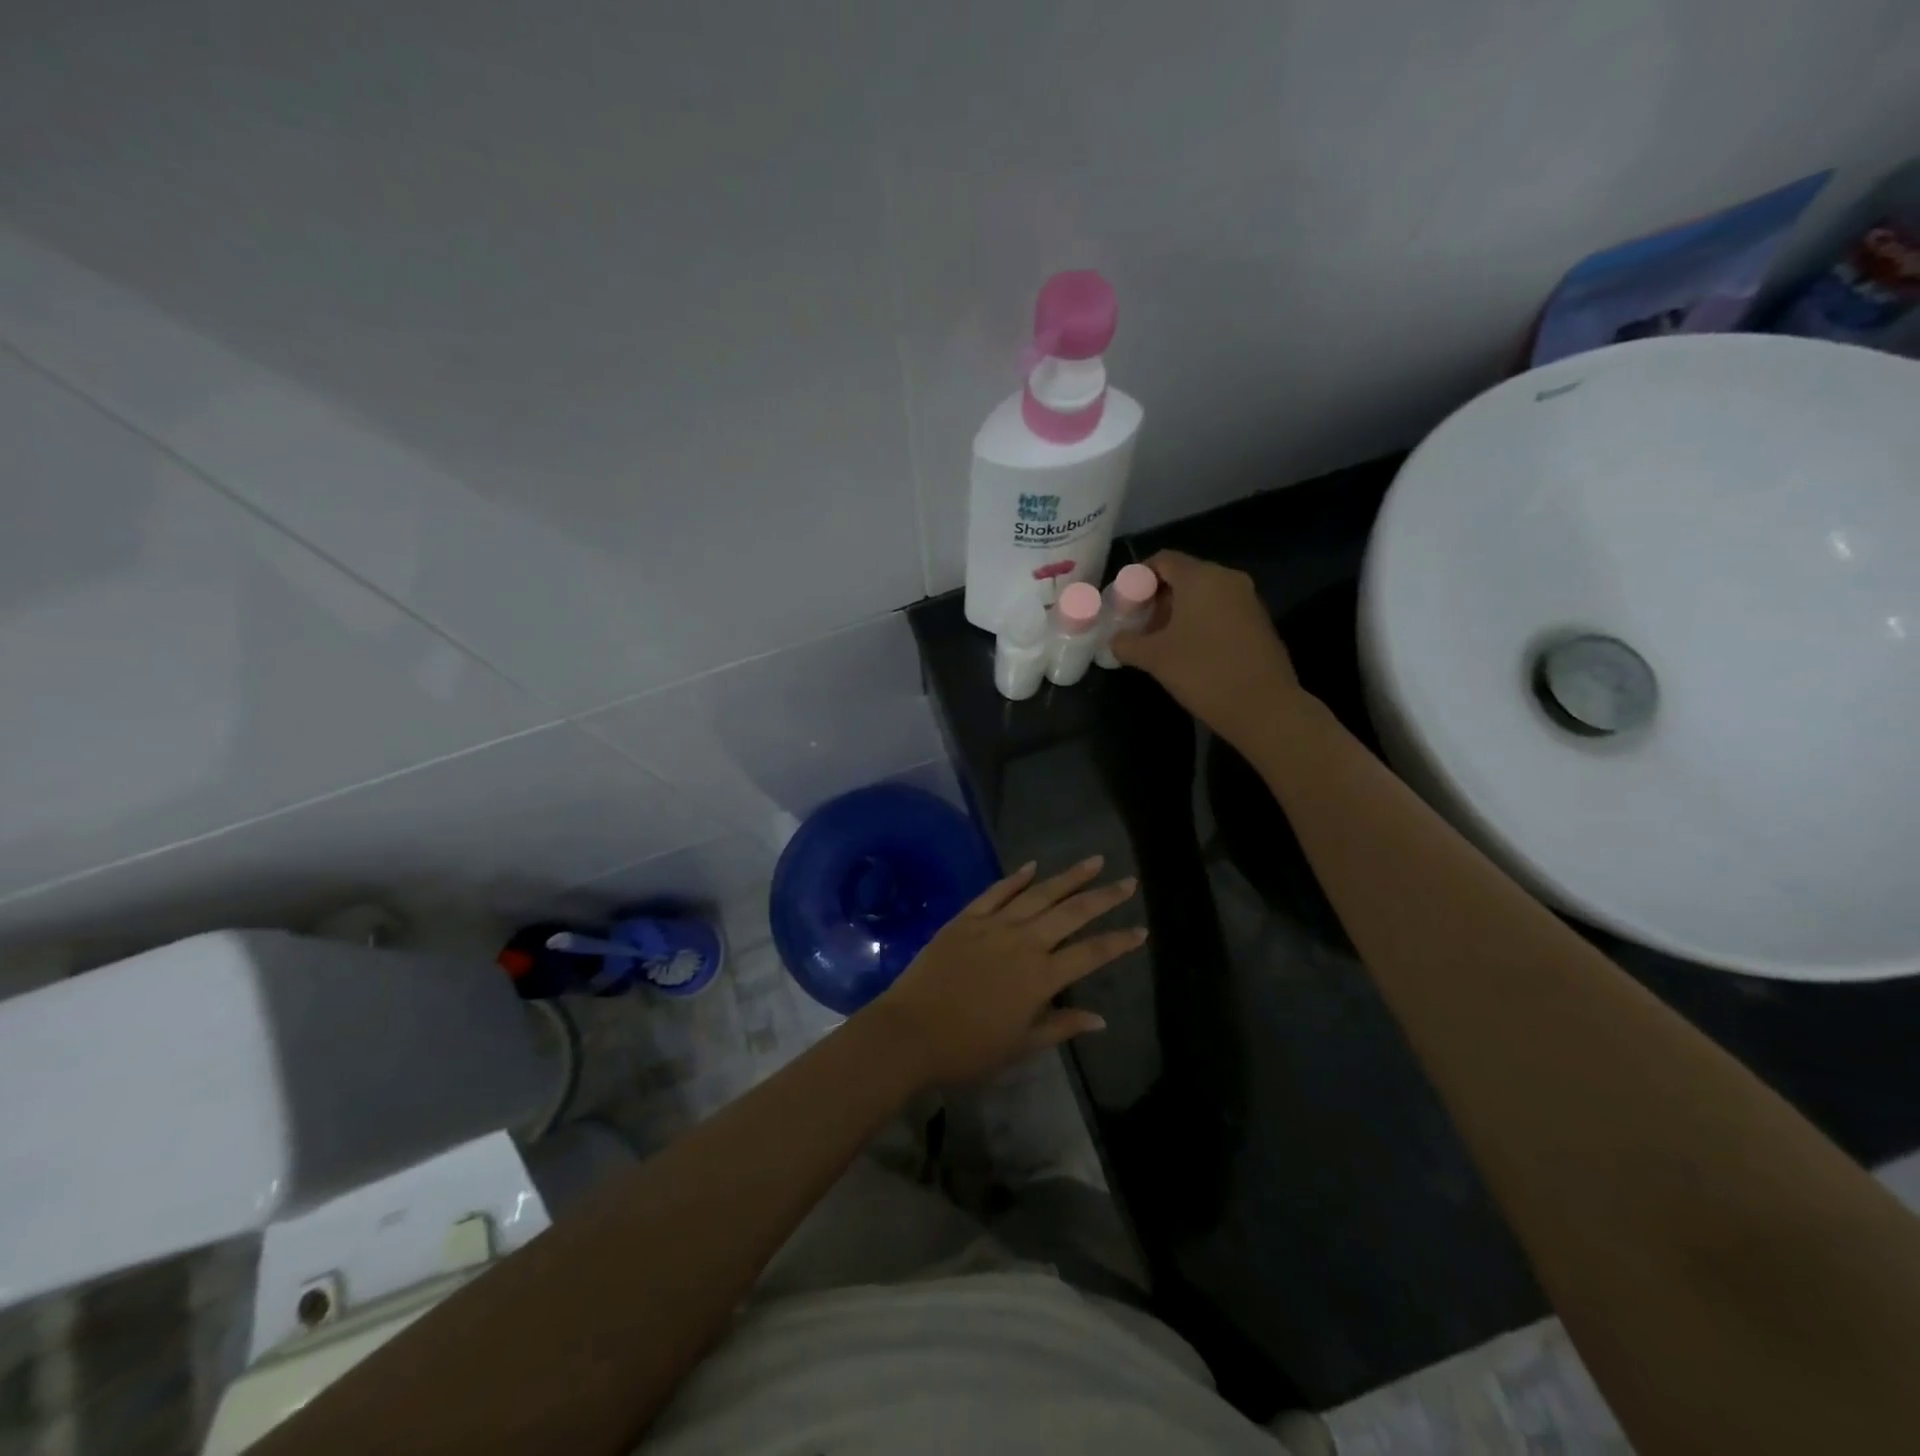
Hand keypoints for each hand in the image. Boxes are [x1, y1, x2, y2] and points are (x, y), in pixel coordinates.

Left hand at [865, 857, 1144, 1086]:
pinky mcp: (967, 918)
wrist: (911, 1031)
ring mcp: (994, 926)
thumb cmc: (968, 1047)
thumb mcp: (1020, 1045)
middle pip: (1072, 913)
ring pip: (1039, 894)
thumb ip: (1061, 1026)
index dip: (1119, 941)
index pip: (1091, 953)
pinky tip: (1033, 865)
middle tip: (1128, 881)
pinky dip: (1016, 877)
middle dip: (1103, 897)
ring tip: (1093, 861)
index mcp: (1041, 977)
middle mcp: (1023, 942)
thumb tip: (1100, 1018)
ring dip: (1068, 877)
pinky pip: (997, 892)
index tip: (1141, 930)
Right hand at [1109, 550, 1306, 748]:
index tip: (1124, 603)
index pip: (1162, 560)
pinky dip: (1201, 622)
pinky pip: (1221, 610)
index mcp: (1201, 577)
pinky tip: (1189, 651)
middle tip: (1138, 624)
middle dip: (1157, 597)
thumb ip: (1126, 643)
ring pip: (1203, 595)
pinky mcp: (1259, 621)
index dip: (1137, 577)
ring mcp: (1248, 599)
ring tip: (1160, 641)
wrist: (1264, 707)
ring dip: (1178, 612)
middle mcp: (1227, 579)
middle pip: (1184, 576)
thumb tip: (1115, 640)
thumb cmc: (1203, 672)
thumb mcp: (1154, 658)